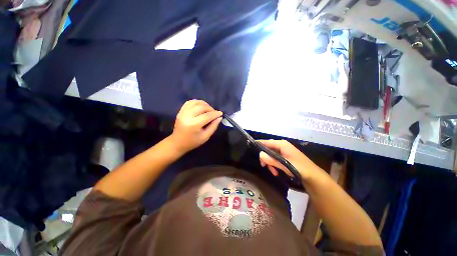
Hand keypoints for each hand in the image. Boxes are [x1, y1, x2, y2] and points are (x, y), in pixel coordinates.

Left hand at [169, 100, 222, 154]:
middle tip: (214, 113)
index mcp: (193, 125)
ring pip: (195, 102)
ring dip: (204, 104)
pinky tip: (201, 106)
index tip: (221, 113)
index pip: (207, 116)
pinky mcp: (180, 111)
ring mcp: (182, 112)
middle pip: (201, 107)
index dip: (215, 114)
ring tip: (208, 109)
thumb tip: (219, 117)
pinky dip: (197, 102)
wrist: (177, 143)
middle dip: (210, 108)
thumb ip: (213, 126)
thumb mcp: (205, 137)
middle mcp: (187, 116)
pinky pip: (189, 102)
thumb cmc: (193, 142)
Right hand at [257, 140, 323, 181]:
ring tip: (273, 172)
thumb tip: (260, 154)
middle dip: (265, 158)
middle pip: (267, 149)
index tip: (251, 150)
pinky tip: (276, 172)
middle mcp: (281, 145)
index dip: (258, 145)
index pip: (266, 142)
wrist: (313, 177)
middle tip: (264, 166)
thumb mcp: (285, 165)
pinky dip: (274, 164)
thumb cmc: (300, 168)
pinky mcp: (285, 157)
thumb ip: (272, 160)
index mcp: (282, 144)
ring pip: (271, 155)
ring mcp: (283, 151)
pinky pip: (275, 158)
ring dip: (270, 163)